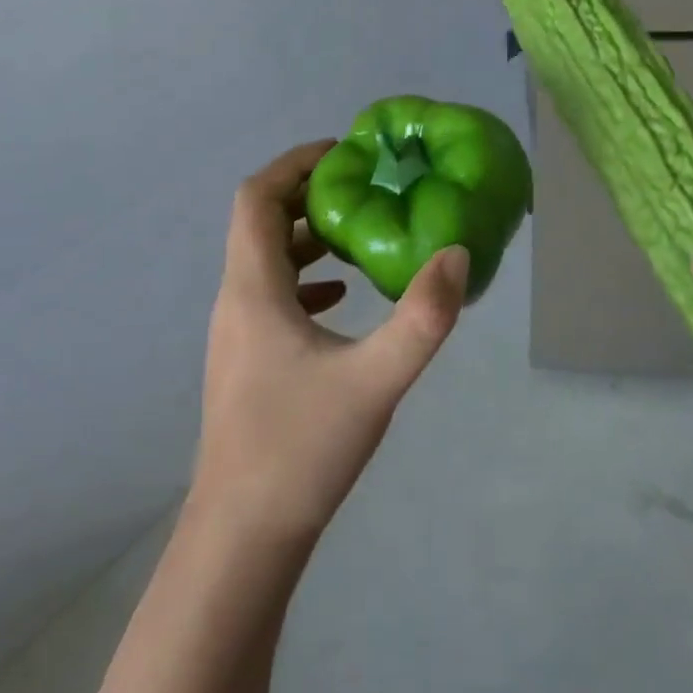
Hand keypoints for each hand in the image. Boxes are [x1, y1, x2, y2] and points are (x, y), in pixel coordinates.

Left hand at [189, 140, 469, 544]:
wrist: (242, 540)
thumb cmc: (301, 450)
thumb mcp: (375, 380)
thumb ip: (422, 318)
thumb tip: (456, 254)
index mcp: (253, 289)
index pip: (257, 197)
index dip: (295, 163)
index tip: (345, 153)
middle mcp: (236, 301)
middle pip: (261, 222)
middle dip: (310, 194)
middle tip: (366, 186)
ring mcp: (237, 335)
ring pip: (266, 261)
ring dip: (308, 237)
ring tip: (362, 232)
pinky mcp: (248, 363)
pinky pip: (273, 297)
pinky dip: (306, 279)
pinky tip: (343, 298)